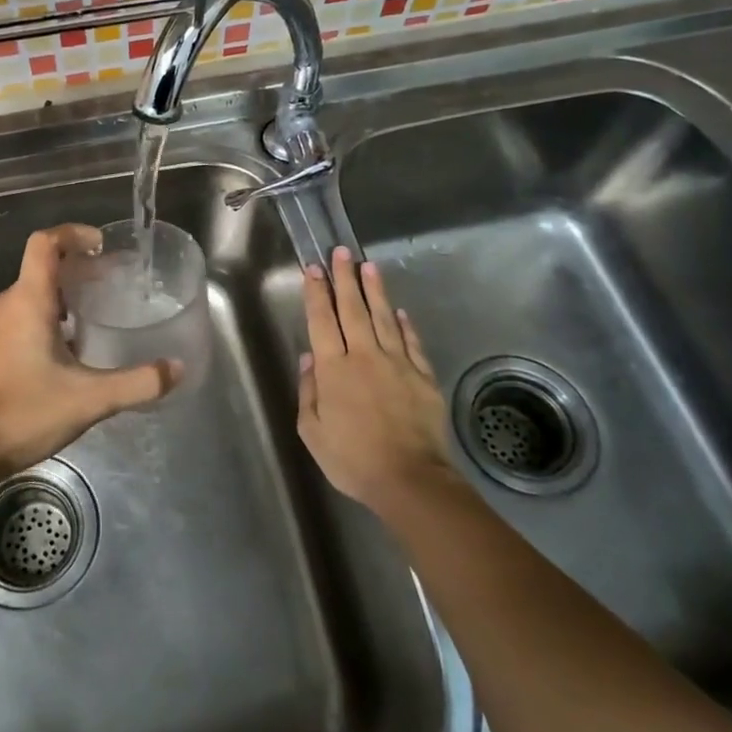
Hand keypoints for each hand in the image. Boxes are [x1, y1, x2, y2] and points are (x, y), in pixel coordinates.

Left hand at [0, 224, 183, 480]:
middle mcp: (6, 305)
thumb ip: (136, 383)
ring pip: (30, 294)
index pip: (45, 243)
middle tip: (112, 284)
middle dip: (78, 269)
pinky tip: (67, 351)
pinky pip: (20, 316)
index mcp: (27, 301)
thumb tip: (176, 368)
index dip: (73, 234)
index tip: (102, 246)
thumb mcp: (88, 400)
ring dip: (63, 296)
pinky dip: (46, 317)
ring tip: (94, 316)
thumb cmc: (22, 413)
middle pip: (42, 268)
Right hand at [296, 246, 462, 514]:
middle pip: (352, 309)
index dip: (316, 293)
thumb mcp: (313, 432)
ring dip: (374, 290)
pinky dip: (405, 324)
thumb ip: (309, 392)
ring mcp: (398, 364)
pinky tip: (399, 311)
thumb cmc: (353, 459)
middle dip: (344, 278)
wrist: (410, 479)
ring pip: (383, 318)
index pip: (322, 321)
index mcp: (334, 369)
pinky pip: (412, 343)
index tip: (313, 269)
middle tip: (340, 252)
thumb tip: (309, 359)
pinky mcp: (423, 377)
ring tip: (368, 266)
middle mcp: (364, 356)